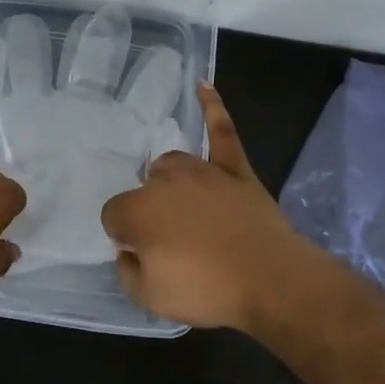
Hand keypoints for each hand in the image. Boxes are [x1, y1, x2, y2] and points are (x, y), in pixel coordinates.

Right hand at [101, 83, 315, 330]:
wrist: (271, 280)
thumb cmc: (207, 289)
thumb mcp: (150, 298)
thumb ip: (127, 270)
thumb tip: (128, 250)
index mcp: (138, 210)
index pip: (113, 216)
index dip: (125, 238)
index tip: (143, 256)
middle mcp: (164, 181)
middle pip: (143, 190)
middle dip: (150, 213)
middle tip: (171, 244)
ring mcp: (201, 170)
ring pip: (171, 165)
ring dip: (171, 183)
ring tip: (186, 210)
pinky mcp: (234, 168)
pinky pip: (221, 130)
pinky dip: (212, 107)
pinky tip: (203, 85)